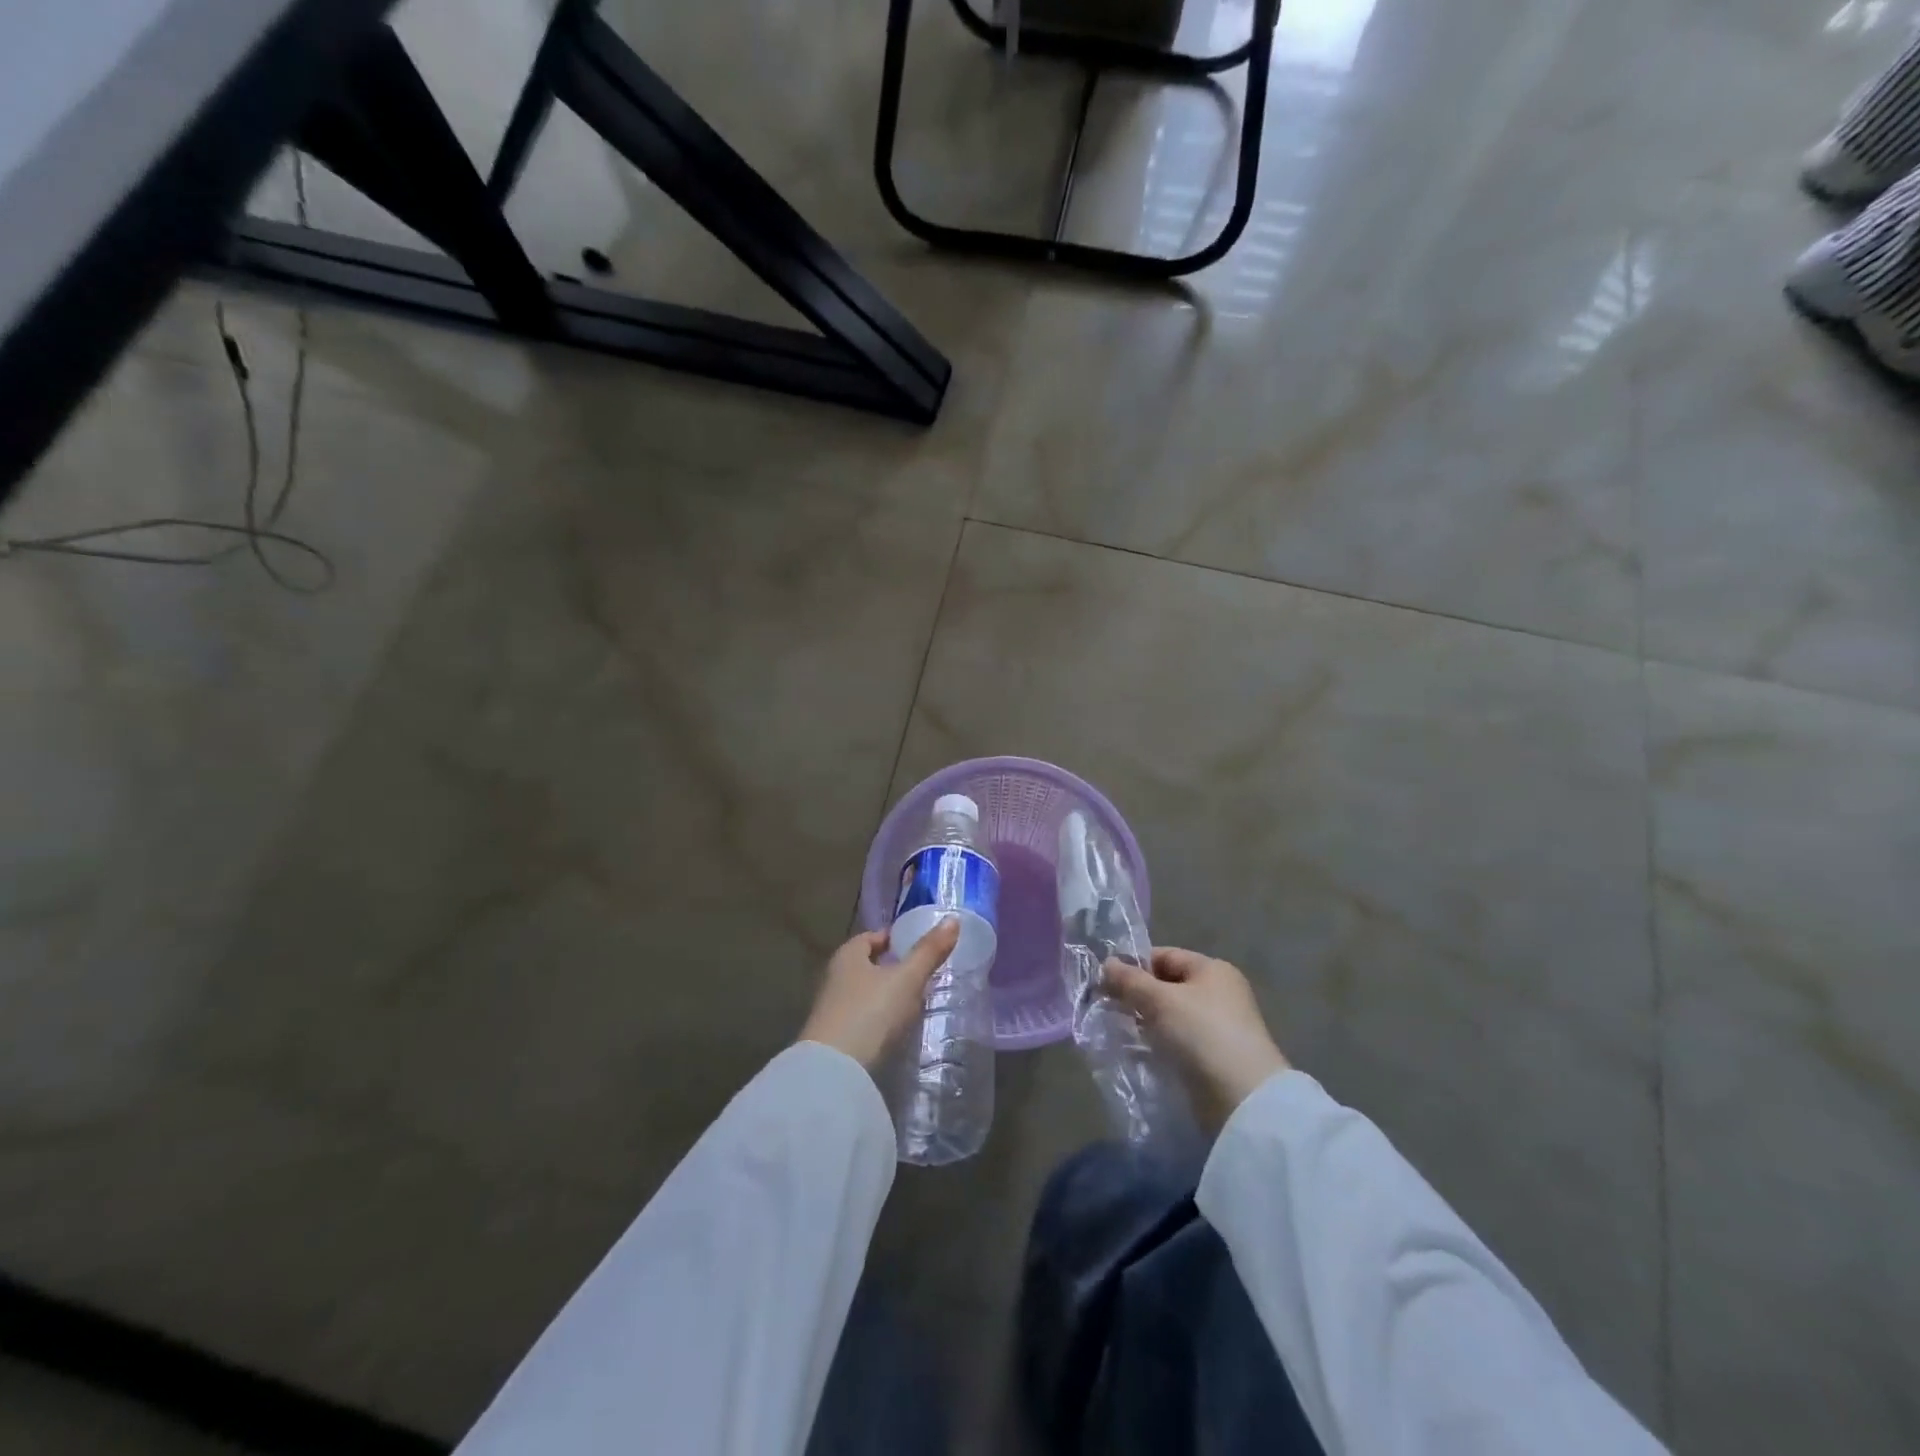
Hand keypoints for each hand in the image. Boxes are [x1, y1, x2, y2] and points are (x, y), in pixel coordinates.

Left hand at [800, 918, 961, 1070]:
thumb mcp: (907, 979)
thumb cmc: (871, 1012)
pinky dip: (877, 1018)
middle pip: (865, 965)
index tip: (915, 945)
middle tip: (919, 973)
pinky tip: (894, 1029)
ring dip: (884, 995)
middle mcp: (834, 977)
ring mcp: (831, 1009)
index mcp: (848, 955)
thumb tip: (952, 919)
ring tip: (912, 1002)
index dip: (892, 939)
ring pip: (862, 993)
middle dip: (890, 967)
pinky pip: (860, 1018)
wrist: (834, 1071)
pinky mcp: (834, 1038)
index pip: (870, 938)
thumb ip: (929, 951)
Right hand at [1105, 947, 1289, 1131]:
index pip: (1164, 956)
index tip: (1104, 982)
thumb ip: (1130, 980)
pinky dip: (1157, 1044)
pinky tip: (1136, 1052)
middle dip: (1137, 996)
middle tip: (1107, 1008)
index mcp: (1212, 970)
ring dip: (1145, 1023)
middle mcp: (1218, 994)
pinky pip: (1177, 1042)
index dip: (1133, 966)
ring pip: (1169, 1016)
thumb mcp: (1160, 1000)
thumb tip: (1106, 963)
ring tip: (1117, 1031)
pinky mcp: (1213, 1058)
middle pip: (1166, 986)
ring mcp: (1218, 1028)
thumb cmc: (1201, 1034)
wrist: (1242, 1099)